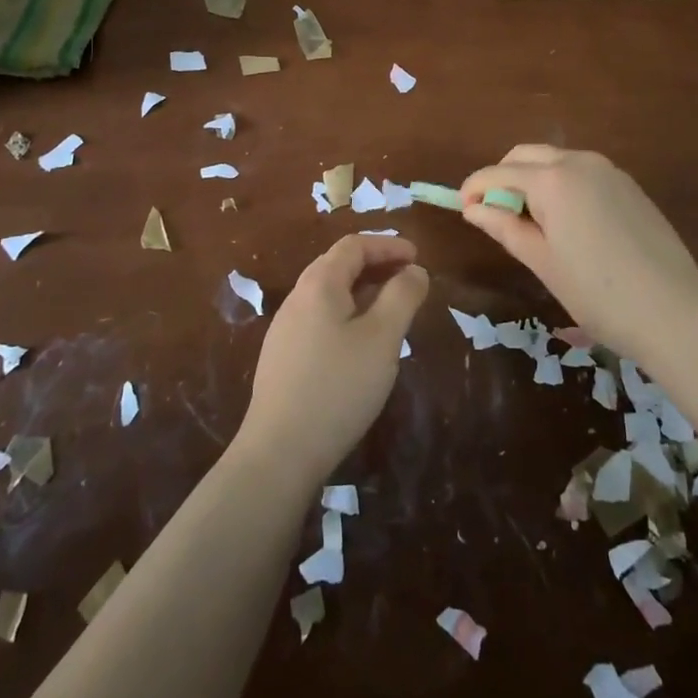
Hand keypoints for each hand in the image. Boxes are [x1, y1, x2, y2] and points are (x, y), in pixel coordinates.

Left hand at [233, 235, 428, 489]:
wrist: (279, 452)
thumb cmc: (338, 386)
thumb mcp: (382, 338)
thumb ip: (403, 296)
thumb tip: (414, 271)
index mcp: (319, 284)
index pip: (354, 245)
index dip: (388, 245)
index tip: (417, 257)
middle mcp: (297, 298)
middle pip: (338, 265)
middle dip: (376, 265)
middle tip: (408, 279)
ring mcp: (285, 329)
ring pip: (329, 295)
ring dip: (363, 291)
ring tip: (391, 310)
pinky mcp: (283, 358)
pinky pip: (320, 319)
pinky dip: (348, 314)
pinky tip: (361, 344)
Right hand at [460, 147, 697, 361]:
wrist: (674, 311)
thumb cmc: (598, 293)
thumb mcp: (542, 261)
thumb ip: (505, 227)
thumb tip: (472, 208)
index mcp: (553, 179)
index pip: (499, 172)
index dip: (475, 187)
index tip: (462, 208)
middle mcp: (580, 161)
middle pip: (527, 156)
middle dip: (504, 177)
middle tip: (494, 214)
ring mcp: (609, 170)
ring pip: (556, 161)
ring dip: (533, 179)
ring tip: (530, 222)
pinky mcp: (629, 185)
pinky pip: (582, 172)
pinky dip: (562, 185)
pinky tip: (566, 222)